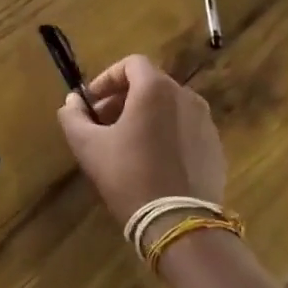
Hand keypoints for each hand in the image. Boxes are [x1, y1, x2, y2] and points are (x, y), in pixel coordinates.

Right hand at [56, 54, 225, 222]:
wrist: (179, 223)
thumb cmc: (128, 176)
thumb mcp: (88, 146)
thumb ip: (73, 116)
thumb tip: (72, 101)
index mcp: (156, 89)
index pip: (131, 64)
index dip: (107, 78)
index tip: (91, 101)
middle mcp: (186, 97)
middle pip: (150, 84)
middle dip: (122, 98)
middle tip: (102, 123)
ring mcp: (206, 122)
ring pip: (169, 107)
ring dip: (145, 115)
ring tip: (126, 143)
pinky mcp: (215, 147)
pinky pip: (185, 128)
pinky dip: (166, 133)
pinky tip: (152, 161)